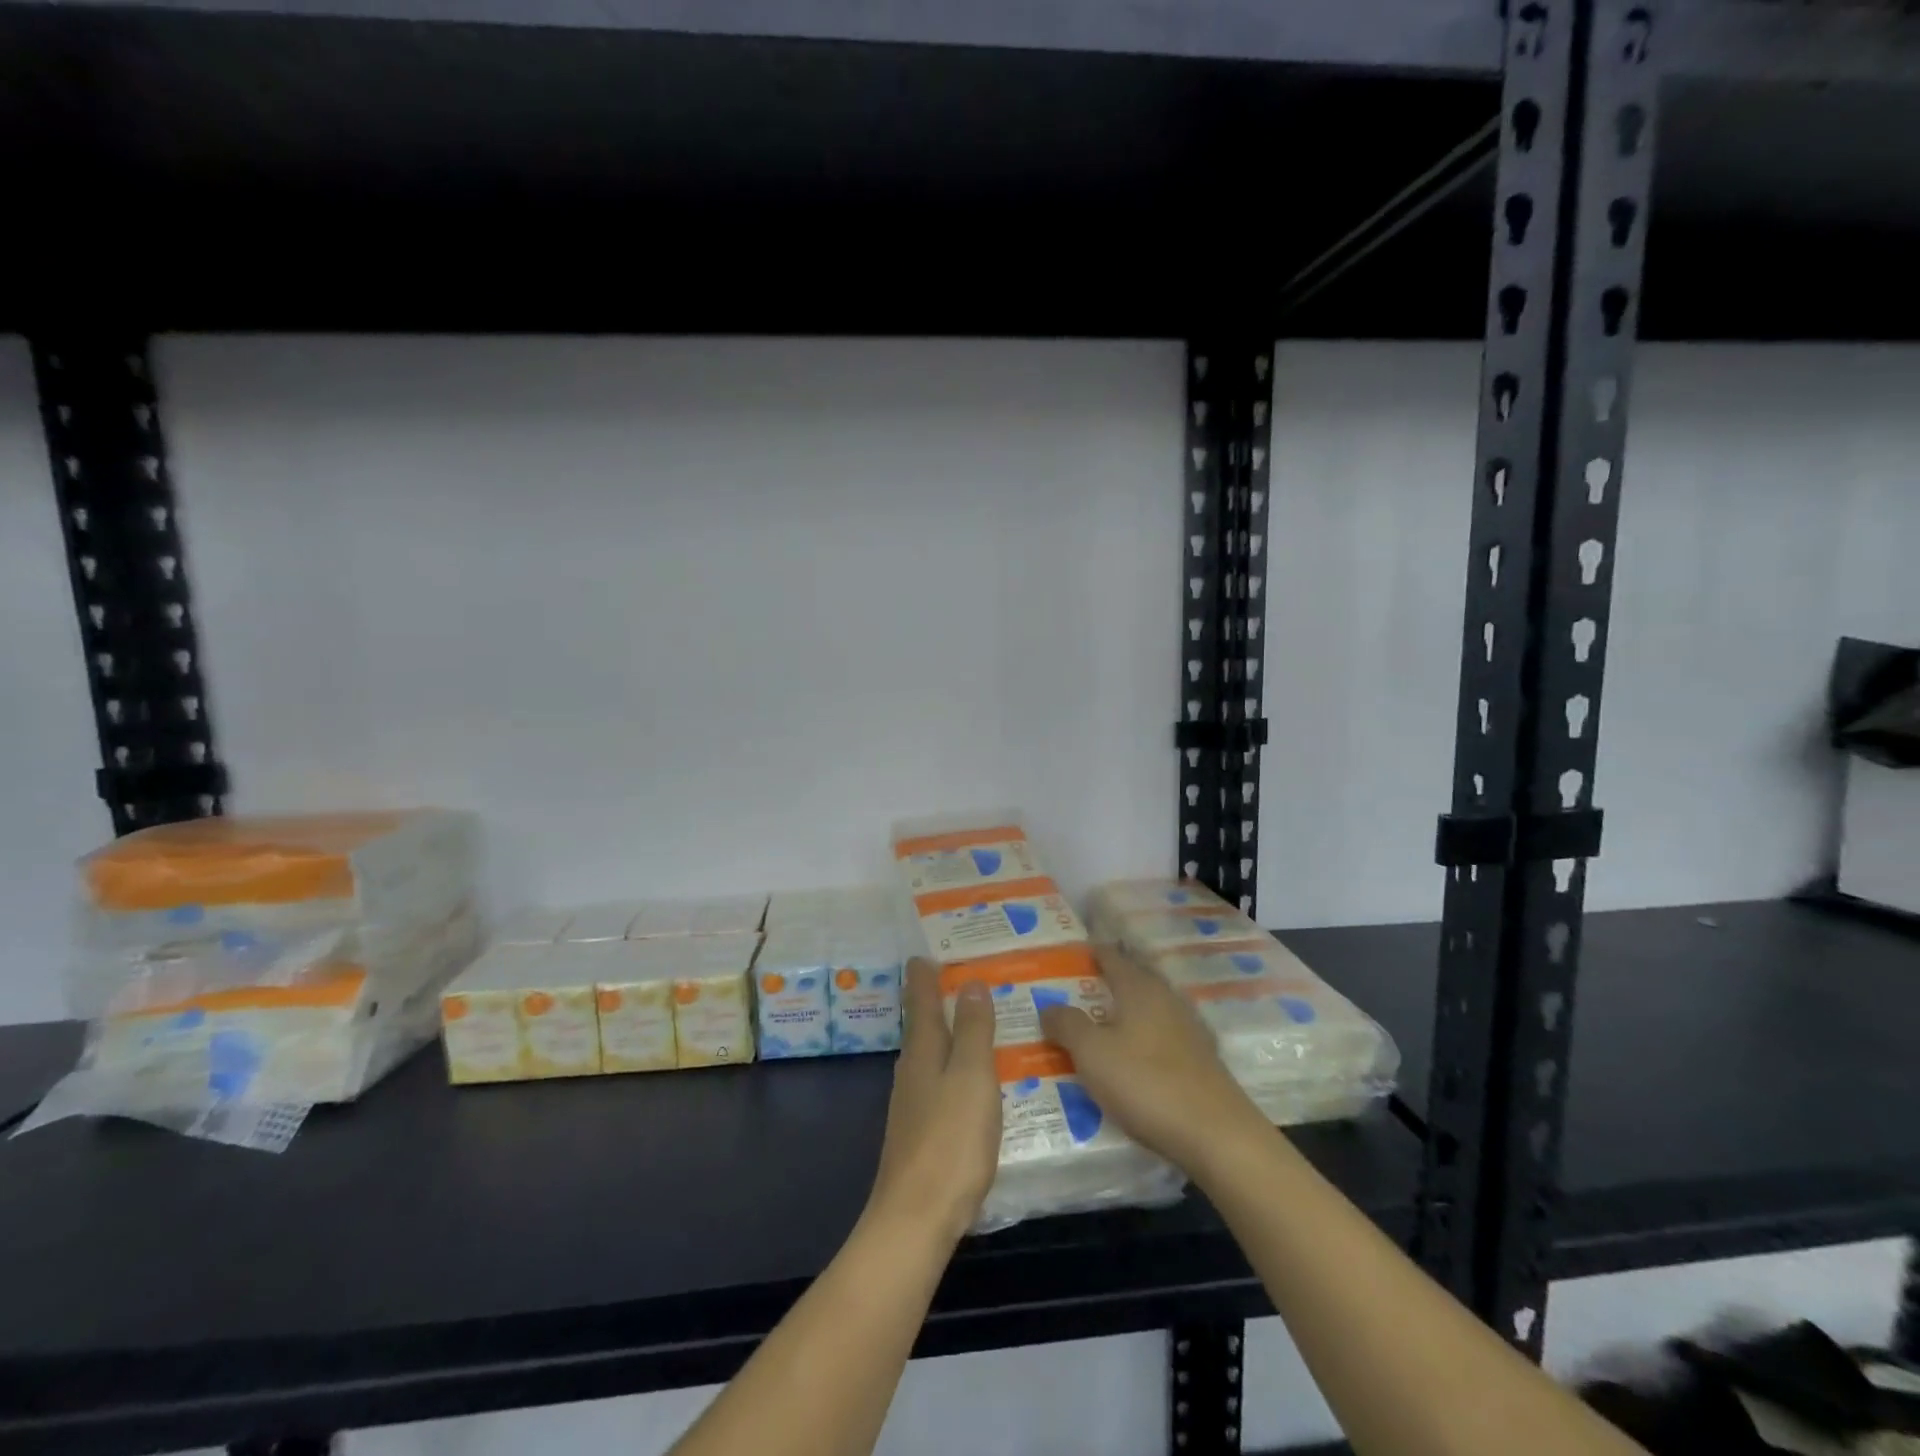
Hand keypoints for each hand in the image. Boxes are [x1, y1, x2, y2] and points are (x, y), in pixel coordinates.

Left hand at [865, 959, 1002, 1243]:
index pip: (922, 1001)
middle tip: (961, 980)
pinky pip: (938, 1085)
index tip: (924, 953)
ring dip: (948, 1036)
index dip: (924, 976)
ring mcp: (912, 1105)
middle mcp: (912, 1072)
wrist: (915, 1219)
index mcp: (923, 1052)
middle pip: (923, 1027)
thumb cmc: (950, 1141)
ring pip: (931, 1057)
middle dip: (936, 1002)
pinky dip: (953, 1070)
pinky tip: (970, 1083)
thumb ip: (974, 1030)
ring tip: (974, 1025)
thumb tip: (972, 982)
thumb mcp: (972, 1077)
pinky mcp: (920, 1135)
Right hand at [1037, 945, 1267, 1175]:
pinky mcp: (1200, 1059)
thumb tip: (1049, 1006)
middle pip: (1133, 979)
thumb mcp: (1092, 1053)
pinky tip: (1131, 1058)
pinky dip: (1142, 1039)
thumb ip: (1067, 1024)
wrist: (1216, 1134)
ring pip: (1148, 1009)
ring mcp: (1188, 1028)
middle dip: (1107, 982)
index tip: (1069, 954)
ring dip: (1125, 1013)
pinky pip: (1161, 1036)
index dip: (1090, 953)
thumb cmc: (1146, 1083)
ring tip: (1098, 1025)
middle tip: (1076, 991)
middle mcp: (1165, 998)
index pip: (1111, 957)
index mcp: (1139, 988)